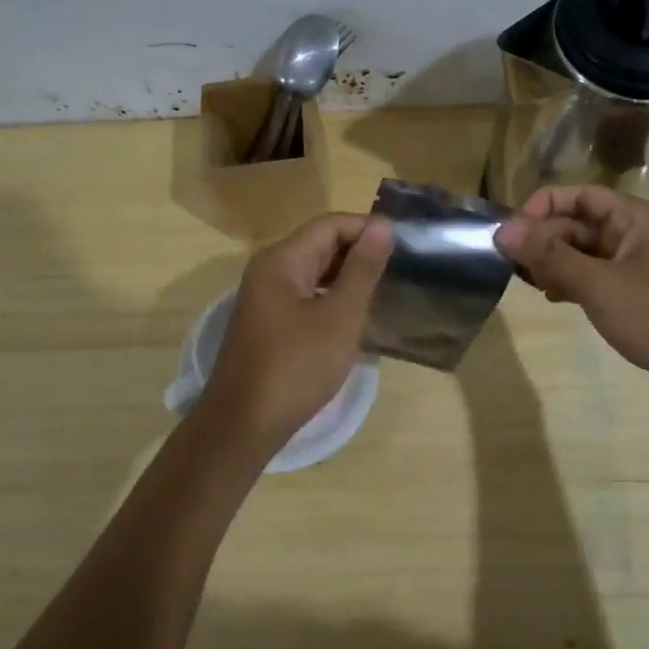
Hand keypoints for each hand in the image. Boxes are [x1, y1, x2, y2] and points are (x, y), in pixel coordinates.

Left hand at [195, 213, 393, 452]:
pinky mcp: (267, 323)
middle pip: (319, 244)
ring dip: (347, 277)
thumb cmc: (297, 366)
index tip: (404, 246)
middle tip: (400, 270)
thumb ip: (362, 269)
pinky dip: (331, 299)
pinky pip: (304, 296)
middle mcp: (269, 269)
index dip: (368, 229)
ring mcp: (264, 297)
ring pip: (313, 272)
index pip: (330, 224)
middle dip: (359, 252)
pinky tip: (354, 318)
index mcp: (282, 259)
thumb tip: (382, 225)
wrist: (243, 424)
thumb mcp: (340, 316)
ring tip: (384, 292)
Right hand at [494, 186, 648, 414]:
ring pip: (587, 253)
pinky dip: (573, 283)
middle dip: (545, 239)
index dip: (542, 207)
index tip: (511, 234)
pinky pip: (598, 278)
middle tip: (512, 265)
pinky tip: (554, 298)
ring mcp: (642, 268)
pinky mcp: (641, 298)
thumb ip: (550, 255)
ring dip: (555, 262)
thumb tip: (503, 230)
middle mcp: (639, 236)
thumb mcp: (599, 284)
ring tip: (528, 283)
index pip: (580, 195)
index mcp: (637, 219)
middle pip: (581, 223)